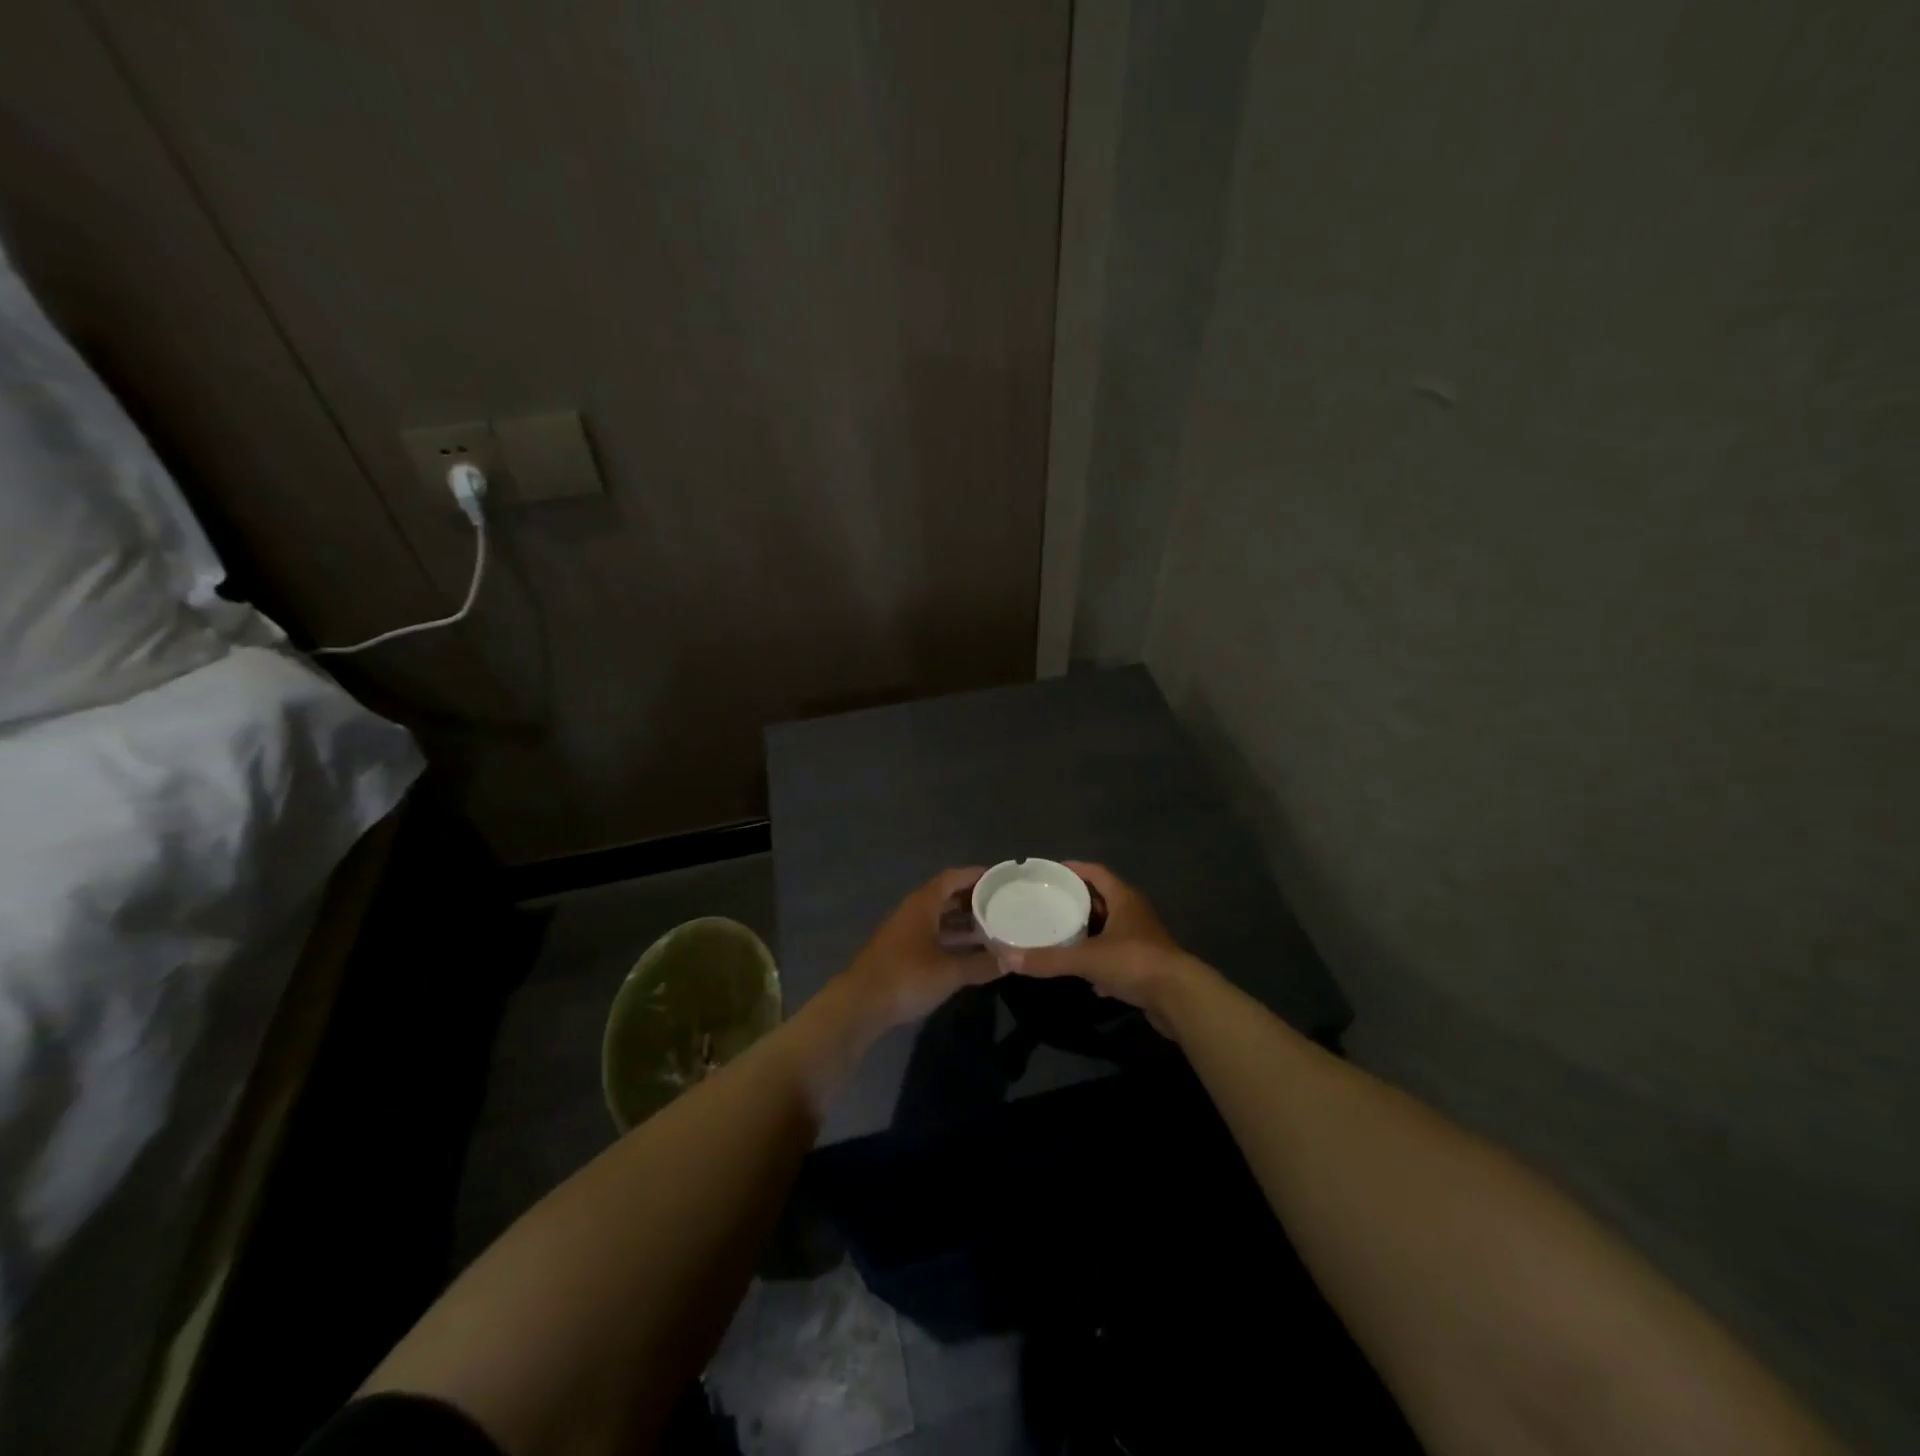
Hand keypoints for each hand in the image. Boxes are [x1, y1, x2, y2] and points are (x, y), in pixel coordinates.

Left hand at [833, 867, 1002, 1030]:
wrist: (860, 1005)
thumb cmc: (906, 977)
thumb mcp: (949, 972)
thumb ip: (981, 964)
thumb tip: (1011, 960)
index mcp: (923, 904)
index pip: (952, 878)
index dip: (975, 875)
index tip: (999, 877)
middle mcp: (913, 912)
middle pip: (946, 897)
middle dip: (972, 899)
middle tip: (1001, 904)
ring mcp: (904, 933)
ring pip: (939, 919)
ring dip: (962, 922)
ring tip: (992, 929)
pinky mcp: (901, 953)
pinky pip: (932, 937)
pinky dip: (951, 940)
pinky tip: (968, 954)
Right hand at [1006, 863, 1210, 1035]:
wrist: (1180, 998)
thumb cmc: (1135, 962)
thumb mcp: (1087, 958)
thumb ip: (1049, 958)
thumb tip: (1009, 958)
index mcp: (1124, 899)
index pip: (1096, 872)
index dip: (1074, 869)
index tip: (1050, 872)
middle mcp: (1135, 914)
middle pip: (1102, 899)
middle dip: (1077, 902)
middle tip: (1048, 904)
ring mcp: (1142, 940)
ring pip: (1110, 929)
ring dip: (1088, 932)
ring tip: (1060, 935)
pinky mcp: (1146, 966)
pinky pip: (1117, 957)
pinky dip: (1100, 962)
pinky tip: (1084, 976)